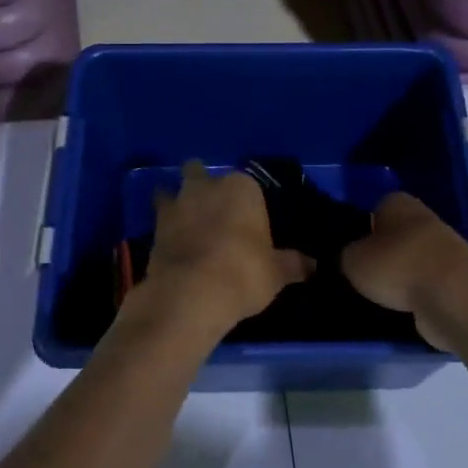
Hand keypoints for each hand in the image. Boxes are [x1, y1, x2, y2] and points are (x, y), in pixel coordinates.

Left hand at [142, 161, 312, 330]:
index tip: (249, 221)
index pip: (247, 184)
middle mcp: (206, 186)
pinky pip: (159, 220)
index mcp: (241, 187)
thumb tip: (314, 266)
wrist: (190, 294)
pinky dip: (164, 229)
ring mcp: (176, 204)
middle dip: (203, 187)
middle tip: (214, 213)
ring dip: (177, 203)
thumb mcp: (276, 273)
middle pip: (200, 173)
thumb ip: (294, 264)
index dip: (247, 202)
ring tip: (187, 224)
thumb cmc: (243, 273)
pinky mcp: (154, 228)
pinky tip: (172, 245)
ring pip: (172, 191)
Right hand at [342, 192, 467, 347]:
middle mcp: (424, 219)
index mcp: (398, 202)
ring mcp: (445, 249)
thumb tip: (349, 258)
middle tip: (360, 276)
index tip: (349, 251)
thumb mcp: (352, 260)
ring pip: (412, 260)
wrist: (454, 298)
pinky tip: (402, 309)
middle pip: (395, 235)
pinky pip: (427, 284)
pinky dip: (416, 295)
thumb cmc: (397, 267)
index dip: (360, 228)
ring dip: (399, 276)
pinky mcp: (457, 279)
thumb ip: (345, 254)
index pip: (374, 208)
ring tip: (378, 297)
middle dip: (381, 254)